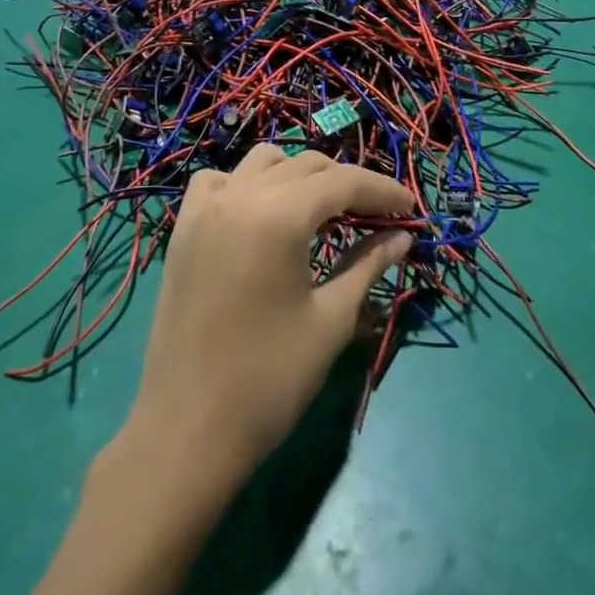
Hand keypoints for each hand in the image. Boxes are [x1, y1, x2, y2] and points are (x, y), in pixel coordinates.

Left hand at [125, 146, 413, 483]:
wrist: (187, 431)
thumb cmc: (269, 380)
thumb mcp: (331, 320)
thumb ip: (367, 266)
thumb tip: (401, 237)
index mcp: (279, 215)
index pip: (343, 182)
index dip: (383, 192)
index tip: (411, 210)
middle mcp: (240, 195)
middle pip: (307, 167)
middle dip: (348, 185)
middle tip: (378, 218)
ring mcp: (205, 209)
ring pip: (263, 163)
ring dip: (300, 177)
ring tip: (323, 212)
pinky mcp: (183, 229)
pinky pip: (220, 181)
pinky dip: (248, 184)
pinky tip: (262, 214)